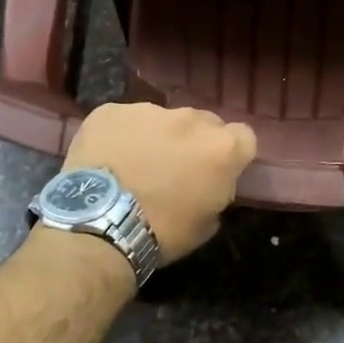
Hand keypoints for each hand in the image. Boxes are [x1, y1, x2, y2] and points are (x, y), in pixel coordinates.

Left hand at [64, 102, 256, 262]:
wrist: (99, 225)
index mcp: (222, 148)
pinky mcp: (110, 110)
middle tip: (175, 169)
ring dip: (157, 137)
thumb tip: (211, 184)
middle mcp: (190, 119)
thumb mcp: (207, 223)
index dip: (232, 154)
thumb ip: (218, 192)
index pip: (244, 137)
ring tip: (135, 165)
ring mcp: (148, 111)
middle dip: (195, 142)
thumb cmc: (162, 232)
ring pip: (162, 120)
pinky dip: (121, 136)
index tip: (217, 171)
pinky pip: (124, 120)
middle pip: (203, 123)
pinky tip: (108, 159)